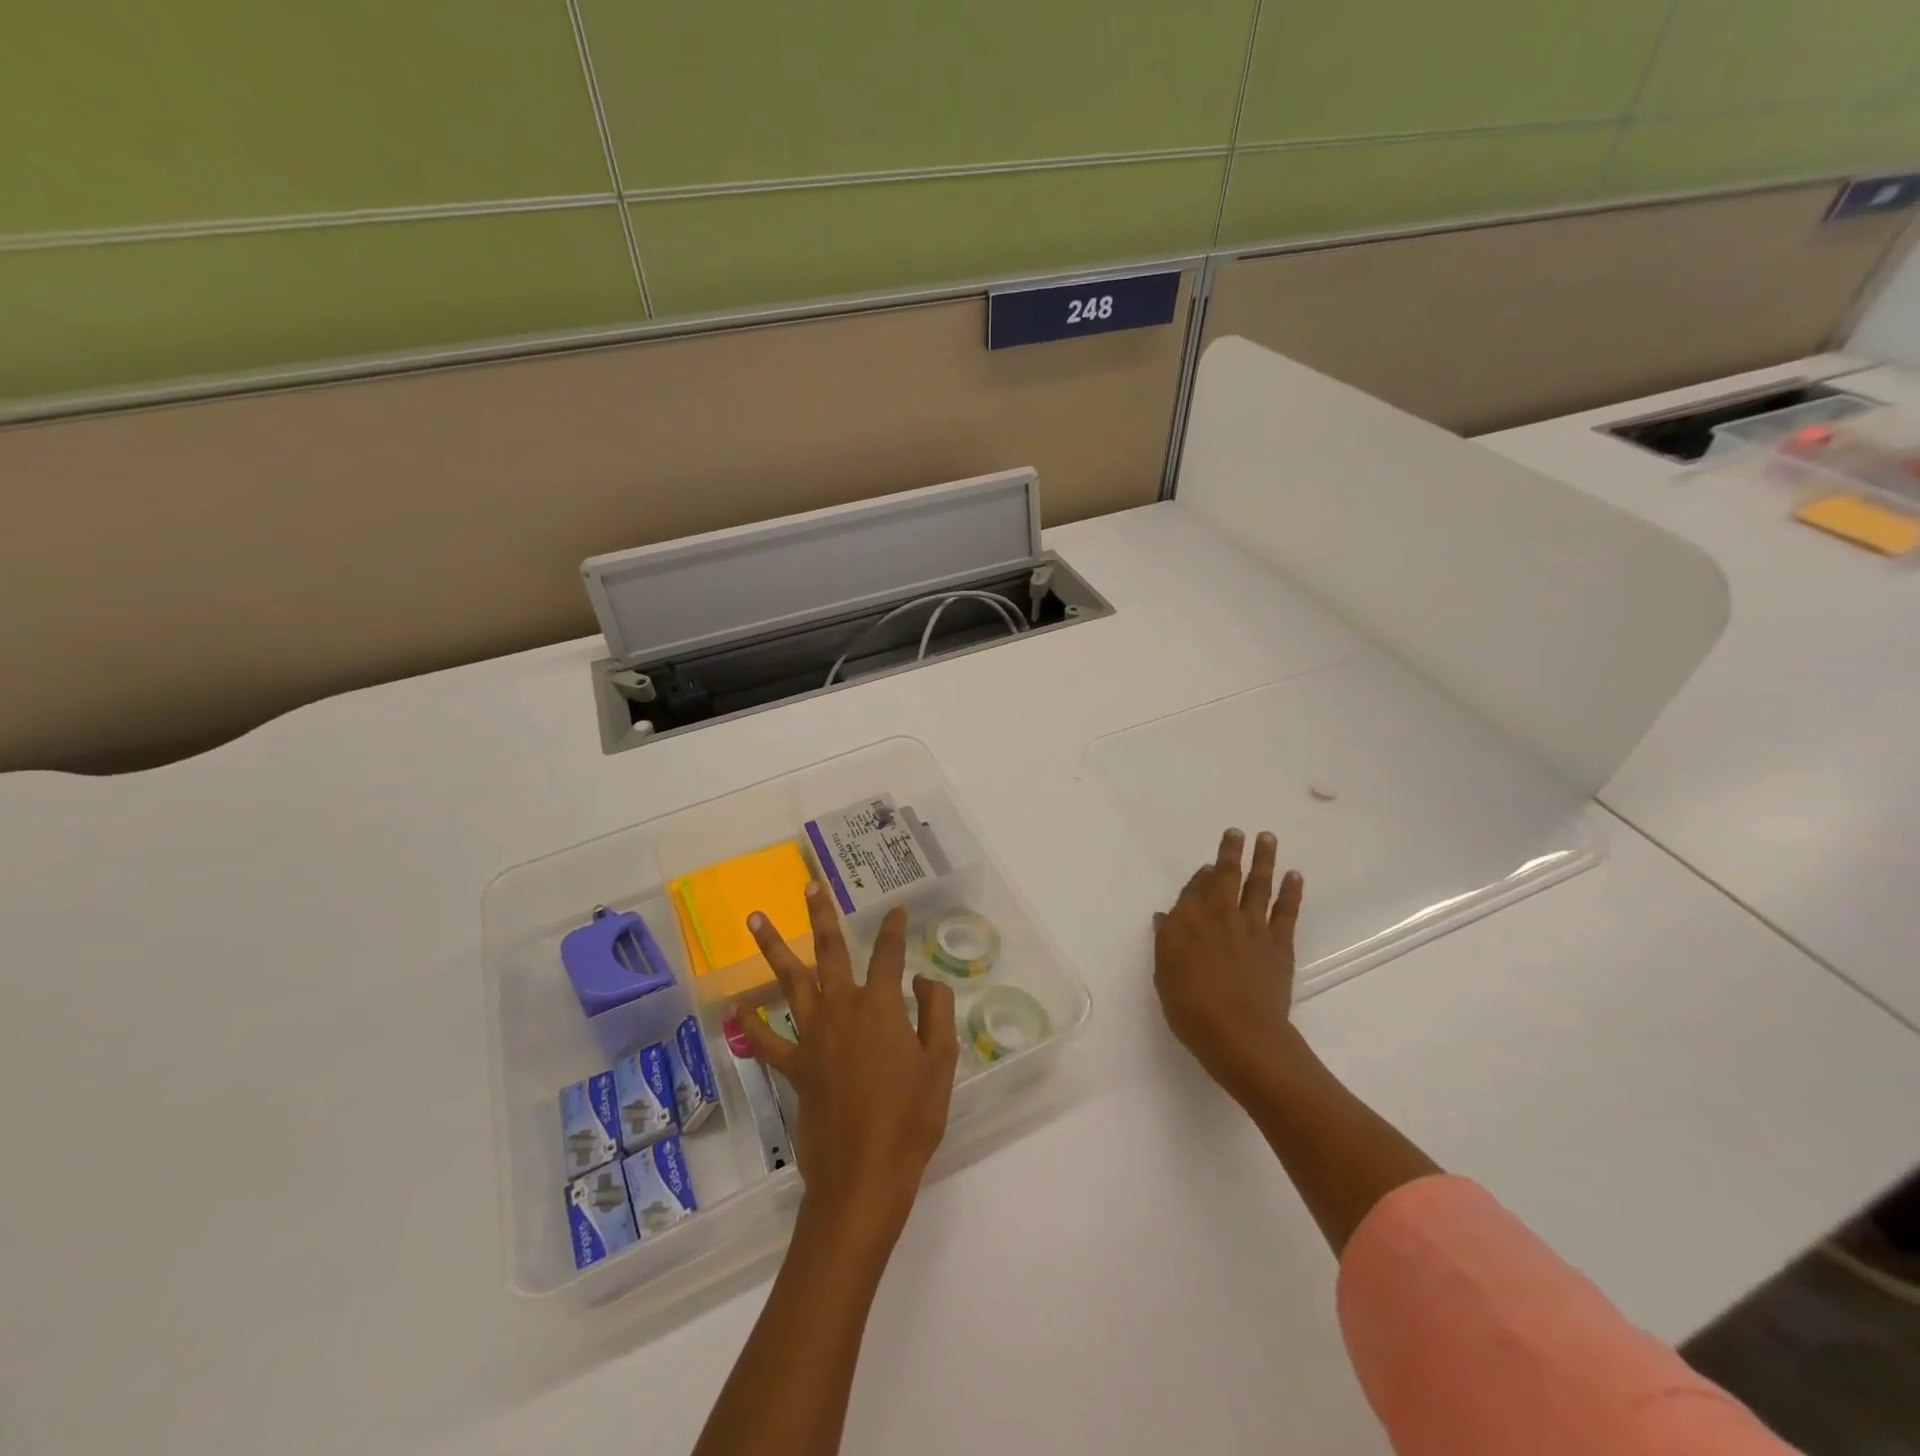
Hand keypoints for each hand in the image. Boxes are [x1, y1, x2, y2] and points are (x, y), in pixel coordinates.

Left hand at [739, 884, 959, 1249]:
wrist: (864, 1174)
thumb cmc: (910, 1118)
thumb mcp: (941, 1062)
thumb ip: (935, 1012)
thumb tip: (922, 980)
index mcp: (880, 1007)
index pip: (888, 955)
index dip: (893, 929)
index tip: (895, 909)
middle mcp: (842, 1009)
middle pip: (829, 951)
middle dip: (821, 915)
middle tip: (809, 885)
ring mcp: (813, 1037)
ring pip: (789, 981)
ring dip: (773, 948)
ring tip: (755, 918)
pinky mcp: (795, 1067)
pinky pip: (768, 1040)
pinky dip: (752, 1024)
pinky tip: (736, 1008)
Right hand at [1154, 828, 1305, 1098]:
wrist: (1240, 1034)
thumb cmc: (1191, 1008)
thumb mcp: (1164, 973)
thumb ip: (1167, 940)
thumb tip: (1167, 917)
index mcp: (1188, 920)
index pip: (1194, 888)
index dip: (1200, 876)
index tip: (1206, 866)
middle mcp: (1220, 914)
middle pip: (1226, 875)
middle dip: (1231, 852)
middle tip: (1237, 832)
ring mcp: (1252, 927)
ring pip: (1258, 884)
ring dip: (1263, 860)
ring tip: (1267, 838)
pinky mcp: (1279, 943)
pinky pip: (1286, 910)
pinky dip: (1291, 891)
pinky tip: (1294, 876)